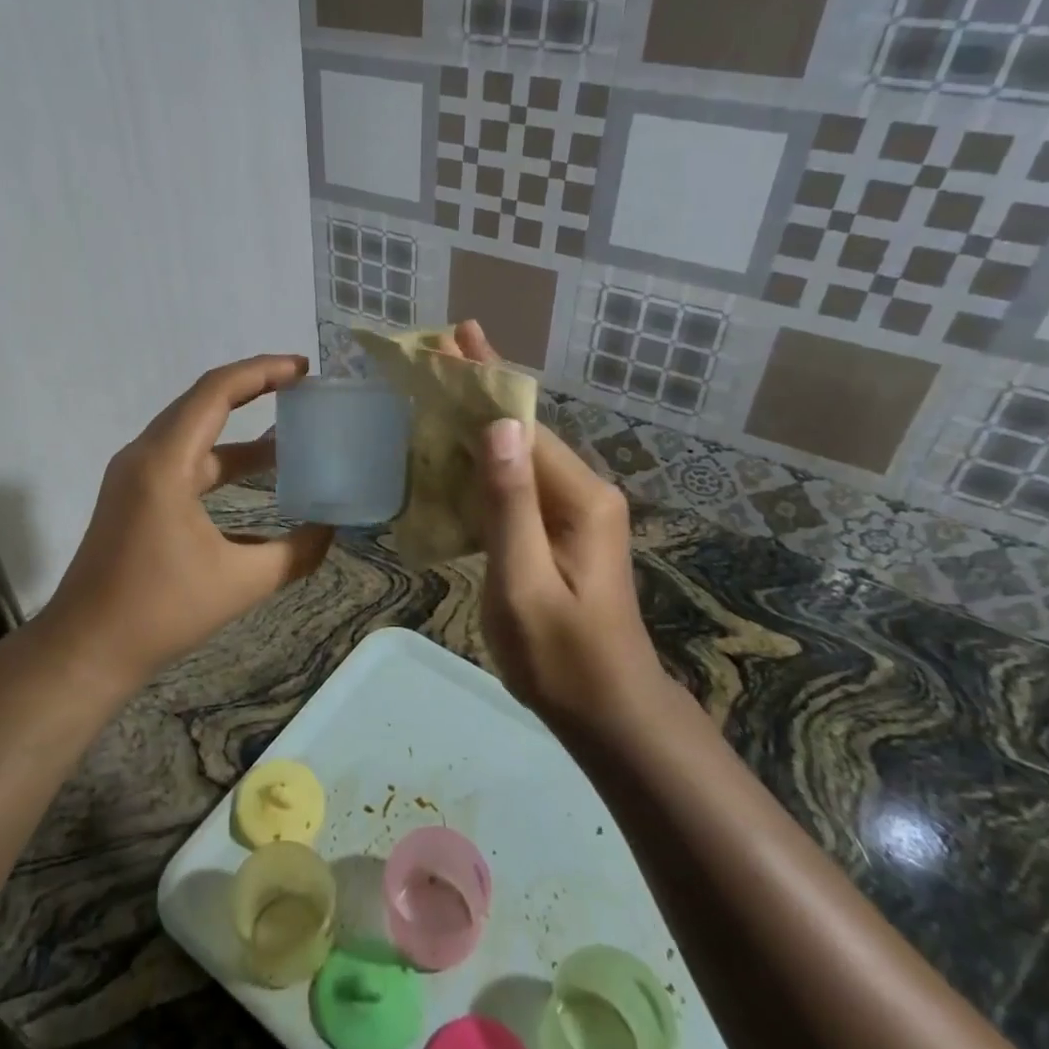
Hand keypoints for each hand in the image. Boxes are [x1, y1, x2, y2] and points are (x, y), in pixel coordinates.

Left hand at [35, 355, 334, 684]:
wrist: (86, 649)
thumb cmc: (160, 611)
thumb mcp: (240, 583)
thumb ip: (295, 554)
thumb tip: (331, 532)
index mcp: (165, 462)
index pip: (216, 392)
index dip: (262, 372)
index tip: (303, 369)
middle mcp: (144, 456)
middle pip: (202, 402)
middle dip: (254, 389)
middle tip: (302, 389)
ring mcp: (134, 477)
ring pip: (193, 434)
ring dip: (239, 430)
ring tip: (290, 433)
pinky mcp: (134, 498)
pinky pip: (184, 462)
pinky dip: (221, 461)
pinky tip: (257, 482)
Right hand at [448, 322, 660, 719]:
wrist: (609, 713)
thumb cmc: (561, 657)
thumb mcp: (525, 584)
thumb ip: (510, 506)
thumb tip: (500, 426)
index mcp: (579, 499)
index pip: (523, 424)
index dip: (484, 380)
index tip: (454, 336)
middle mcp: (584, 494)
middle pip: (524, 430)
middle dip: (481, 388)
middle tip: (441, 348)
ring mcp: (576, 514)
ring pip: (520, 455)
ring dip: (479, 422)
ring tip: (439, 390)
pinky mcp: (563, 533)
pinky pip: (518, 485)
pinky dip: (484, 462)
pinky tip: (456, 454)